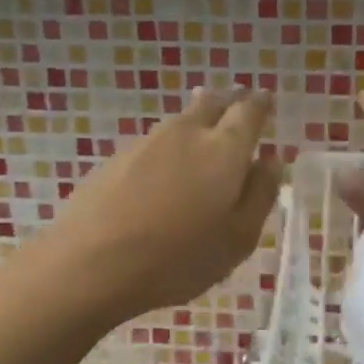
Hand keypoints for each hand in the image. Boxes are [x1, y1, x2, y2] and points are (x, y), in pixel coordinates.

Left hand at [43, 85, 281, 324]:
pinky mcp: (115, 158)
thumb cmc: (179, 257)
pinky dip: (168, 149)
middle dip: (228, 102)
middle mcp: (186, 133)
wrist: (92, 263)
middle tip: (237, 110)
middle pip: (211, 102)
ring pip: (180, 121)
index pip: (249, 111)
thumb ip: (260, 194)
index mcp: (224, 149)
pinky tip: (165, 173)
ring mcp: (146, 142)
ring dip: (197, 124)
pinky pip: (154, 143)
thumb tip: (271, 161)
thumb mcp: (238, 238)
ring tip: (203, 141)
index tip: (266, 100)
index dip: (260, 104)